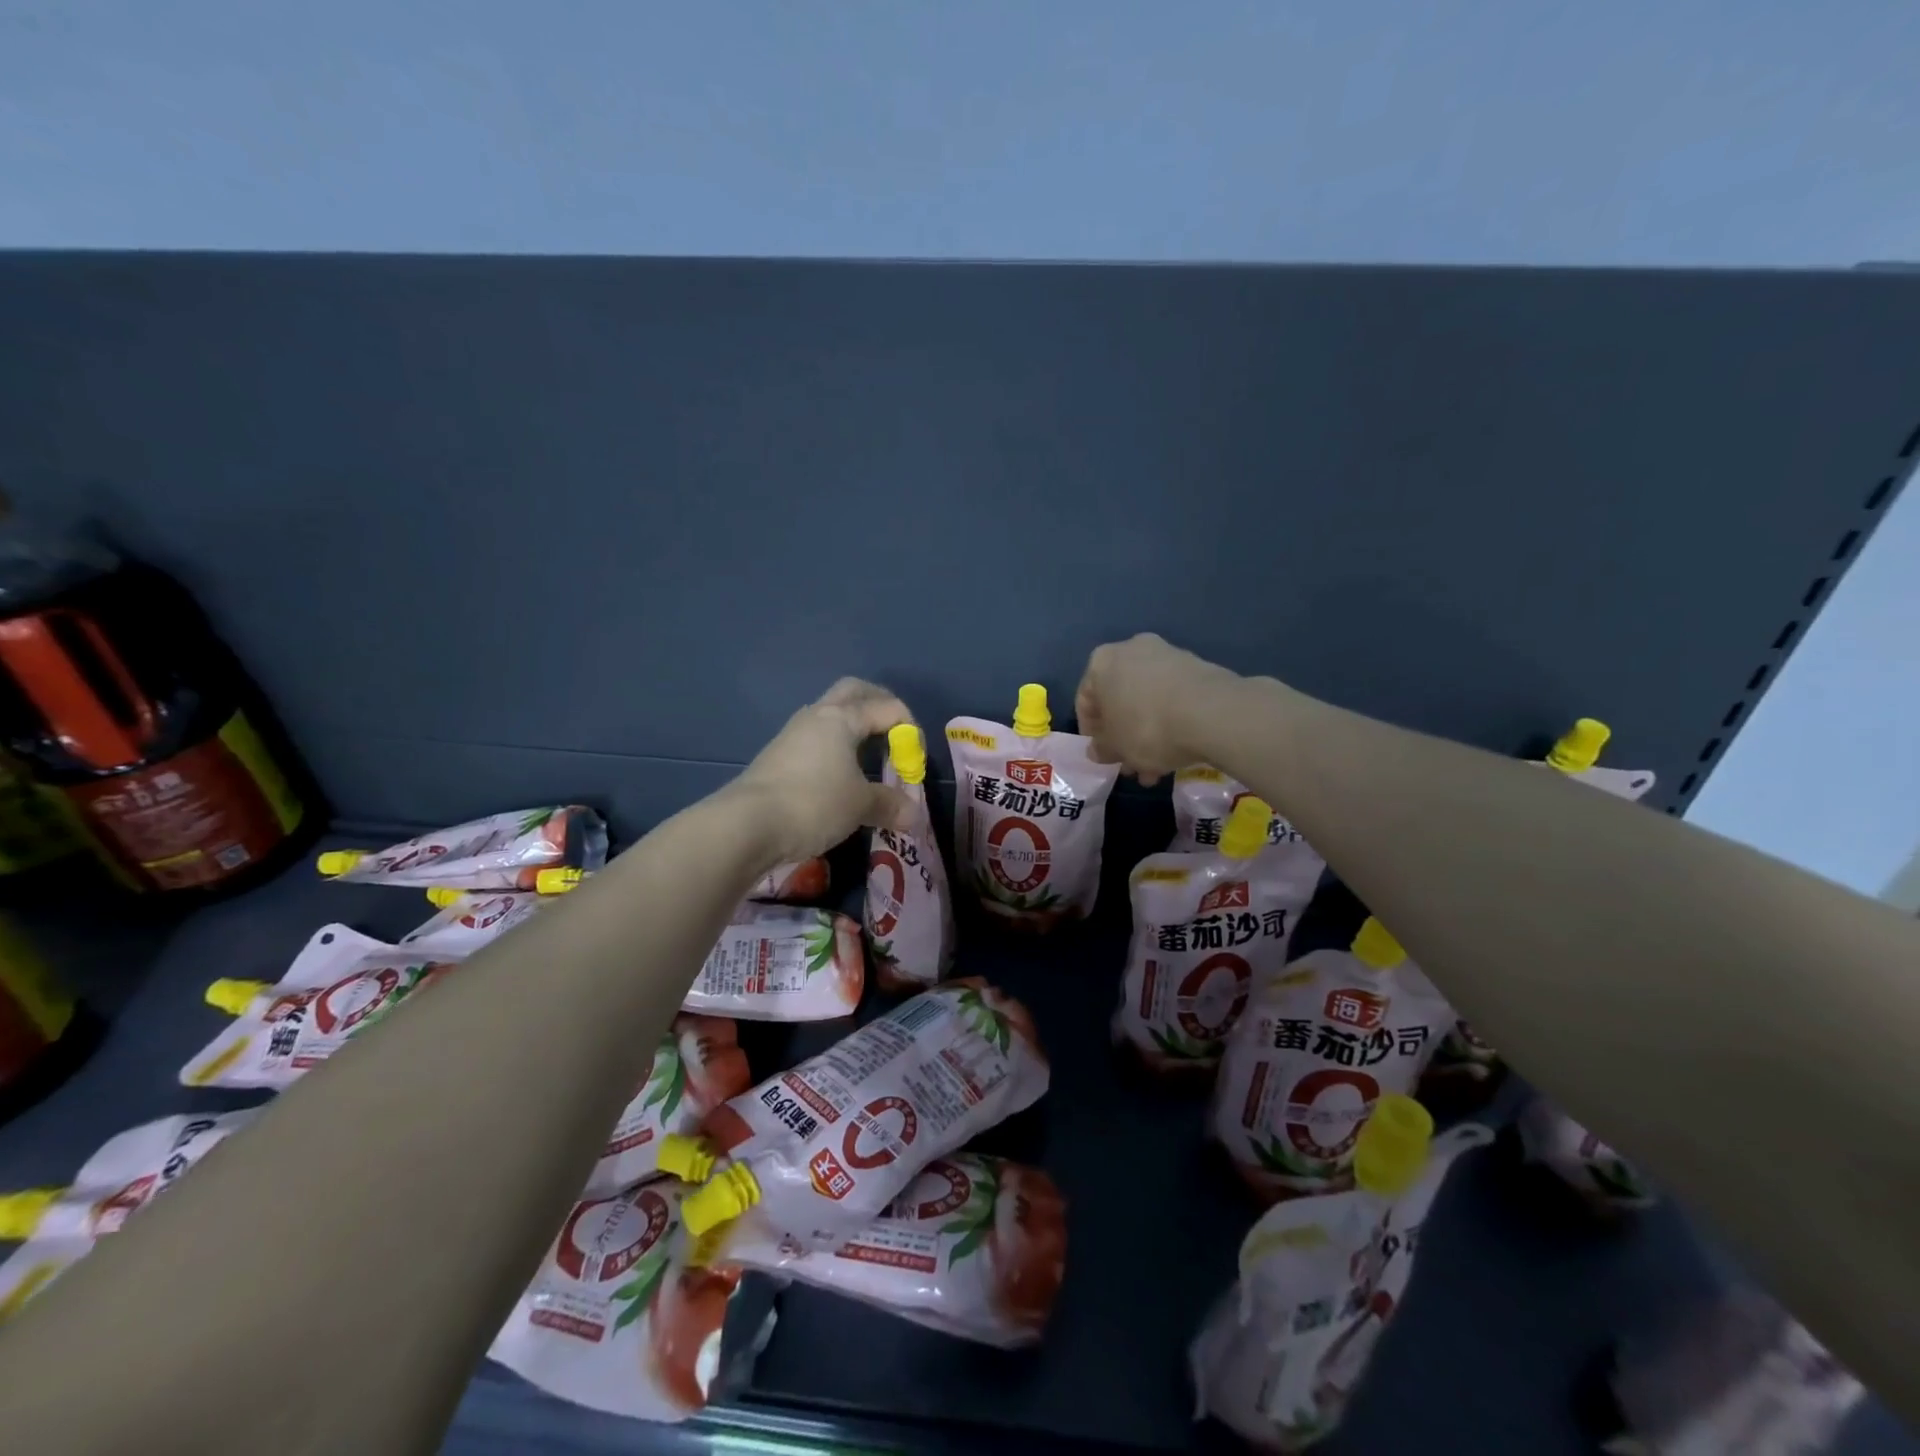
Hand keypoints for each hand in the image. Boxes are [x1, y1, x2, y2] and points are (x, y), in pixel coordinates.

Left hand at [732, 678, 915, 863]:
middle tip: (896, 732)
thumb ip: (889, 804)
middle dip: (879, 705)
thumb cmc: (813, 803)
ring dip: (854, 726)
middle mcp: (816, 716)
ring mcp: (792, 735)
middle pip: (854, 692)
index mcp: (842, 717)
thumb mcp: (860, 805)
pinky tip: (840, 775)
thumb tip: (912, 815)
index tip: (915, 761)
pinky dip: (835, 748)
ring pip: (831, 714)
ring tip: (869, 756)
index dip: (909, 730)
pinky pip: (816, 739)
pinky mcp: (777, 756)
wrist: (746, 825)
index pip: (887, 707)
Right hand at [1075, 633, 1238, 784]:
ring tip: (1156, 768)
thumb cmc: (1147, 728)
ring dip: (1147, 733)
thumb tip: (1097, 750)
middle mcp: (1132, 649)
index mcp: (1102, 662)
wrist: (1212, 713)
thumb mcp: (1116, 748)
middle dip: (1123, 735)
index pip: (1085, 700)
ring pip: (1147, 700)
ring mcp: (1167, 655)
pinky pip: (1173, 697)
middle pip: (1119, 699)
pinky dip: (1170, 721)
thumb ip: (1101, 749)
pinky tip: (1177, 751)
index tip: (1103, 755)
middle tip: (1129, 764)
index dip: (1091, 732)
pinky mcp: (1197, 667)